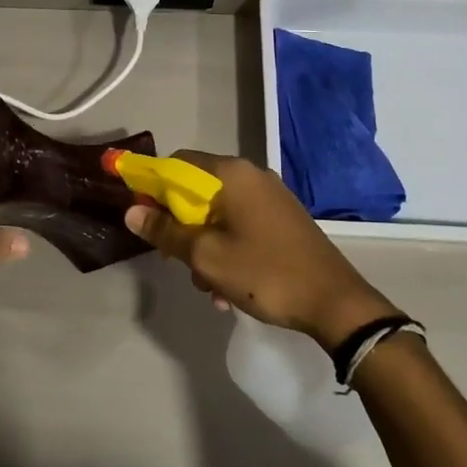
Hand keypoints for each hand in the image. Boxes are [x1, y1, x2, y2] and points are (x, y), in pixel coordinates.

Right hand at [125, 153, 396, 348]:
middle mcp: (252, 176)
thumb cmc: (265, 272)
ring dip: (205, 247)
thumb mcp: (206, 256)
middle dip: (181, 227)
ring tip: (209, 288)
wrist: (335, 302)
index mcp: (232, 173)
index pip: (177, 163)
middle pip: (197, 190)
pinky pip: (241, 226)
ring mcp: (271, 197)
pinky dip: (228, 250)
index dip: (153, 188)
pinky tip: (230, 289)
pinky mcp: (283, 219)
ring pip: (219, 214)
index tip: (145, 220)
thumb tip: (131, 212)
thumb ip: (165, 232)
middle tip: (177, 261)